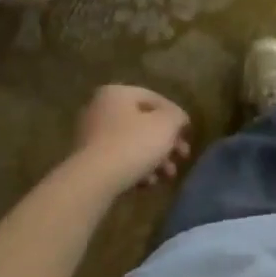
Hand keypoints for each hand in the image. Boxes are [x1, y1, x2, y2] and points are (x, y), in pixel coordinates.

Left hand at [71, 85, 191, 192]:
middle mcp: (100, 108)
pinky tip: (147, 183)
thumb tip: (178, 119)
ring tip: (167, 176)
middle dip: (166, 142)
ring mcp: (91, 134)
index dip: (175, 115)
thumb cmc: (134, 144)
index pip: (154, 98)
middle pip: (143, 123)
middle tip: (182, 157)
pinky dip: (135, 168)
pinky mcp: (88, 159)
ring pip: (132, 143)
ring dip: (154, 159)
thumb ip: (177, 116)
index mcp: (117, 93)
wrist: (94, 179)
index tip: (187, 134)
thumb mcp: (166, 125)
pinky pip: (118, 159)